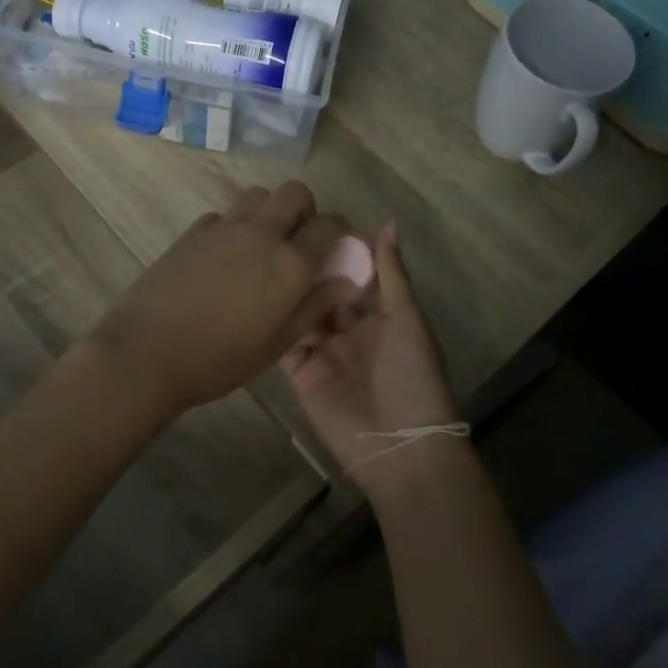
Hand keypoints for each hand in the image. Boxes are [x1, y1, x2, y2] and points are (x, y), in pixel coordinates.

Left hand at [89, 182, 350, 416]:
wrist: (148, 352)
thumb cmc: (219, 359)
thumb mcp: (277, 344)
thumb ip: (313, 307)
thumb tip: (343, 282)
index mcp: (290, 263)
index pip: (330, 224)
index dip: (341, 230)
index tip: (337, 246)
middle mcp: (262, 234)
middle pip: (295, 192)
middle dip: (305, 210)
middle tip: (298, 240)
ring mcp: (224, 228)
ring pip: (258, 195)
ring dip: (269, 211)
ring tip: (262, 244)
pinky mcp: (192, 231)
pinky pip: (224, 215)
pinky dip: (233, 226)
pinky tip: (224, 256)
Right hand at [281, 223, 461, 491]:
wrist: (400, 446)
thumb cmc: (413, 377)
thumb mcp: (407, 321)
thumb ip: (392, 275)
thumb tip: (387, 223)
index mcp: (378, 315)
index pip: (352, 275)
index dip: (336, 252)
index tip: (312, 221)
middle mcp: (348, 330)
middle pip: (322, 293)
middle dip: (307, 270)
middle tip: (279, 237)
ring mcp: (322, 352)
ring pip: (300, 314)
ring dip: (287, 293)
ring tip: (262, 259)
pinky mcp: (301, 375)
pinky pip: (284, 345)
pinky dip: (274, 326)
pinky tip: (254, 299)